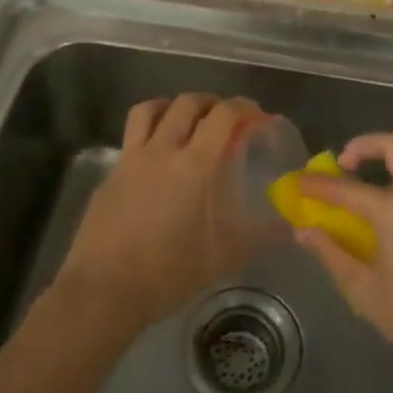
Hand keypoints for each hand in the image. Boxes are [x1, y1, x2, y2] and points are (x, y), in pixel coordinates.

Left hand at [56, 94, 266, 334]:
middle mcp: (162, 150)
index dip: (244, 107)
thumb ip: (259, 235)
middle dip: (211, 103)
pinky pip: (131, 136)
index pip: (224, 115)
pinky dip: (149, 132)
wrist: (104, 289)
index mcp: (195, 164)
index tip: (257, 116)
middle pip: (187, 104)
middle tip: (225, 119)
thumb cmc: (169, 272)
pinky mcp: (111, 174)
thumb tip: (288, 225)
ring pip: (150, 109)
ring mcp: (131, 159)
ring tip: (186, 122)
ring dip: (173, 106)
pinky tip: (156, 157)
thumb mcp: (223, 257)